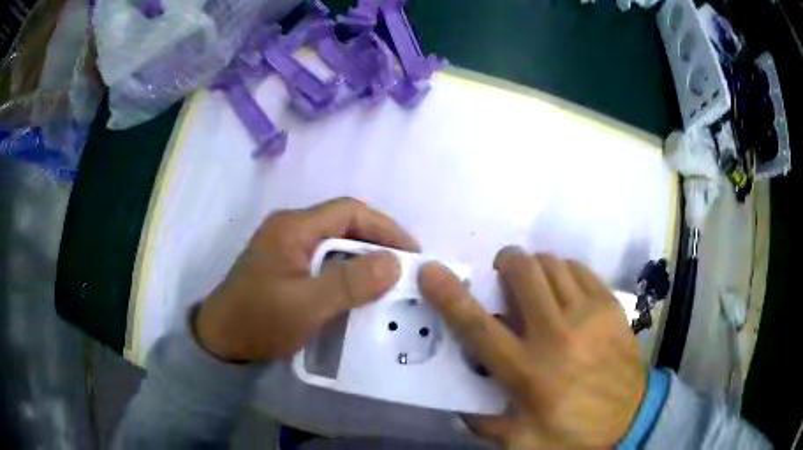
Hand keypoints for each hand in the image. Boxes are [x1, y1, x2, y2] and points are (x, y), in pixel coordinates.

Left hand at [195, 198, 418, 362]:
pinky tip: (359, 293)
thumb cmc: (259, 320)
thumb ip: (350, 283)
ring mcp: (286, 249)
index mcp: (293, 227)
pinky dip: (347, 274)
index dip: (384, 227)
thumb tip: (394, 262)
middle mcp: (290, 230)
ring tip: (388, 283)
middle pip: (343, 226)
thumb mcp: (306, 305)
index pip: (349, 211)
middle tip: (404, 271)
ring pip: (335, 246)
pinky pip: (325, 263)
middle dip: (377, 245)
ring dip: (363, 261)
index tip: (411, 253)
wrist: (220, 342)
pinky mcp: (286, 268)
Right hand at [419, 247, 645, 447]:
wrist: (630, 418)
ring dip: (534, 267)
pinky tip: (563, 290)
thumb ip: (483, 423)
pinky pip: (579, 268)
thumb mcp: (520, 442)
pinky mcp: (610, 305)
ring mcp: (588, 314)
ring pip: (551, 263)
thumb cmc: (573, 433)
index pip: (478, 327)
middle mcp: (556, 335)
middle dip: (504, 264)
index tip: (432, 271)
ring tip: (534, 286)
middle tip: (501, 278)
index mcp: (528, 372)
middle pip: (523, 273)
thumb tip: (461, 402)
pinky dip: (563, 270)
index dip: (450, 295)